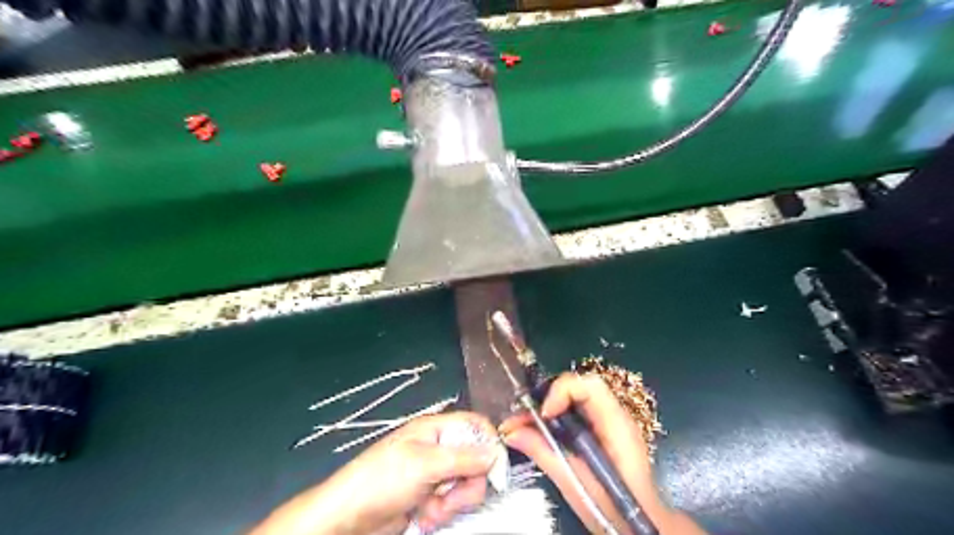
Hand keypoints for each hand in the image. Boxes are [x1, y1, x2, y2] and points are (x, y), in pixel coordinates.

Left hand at [253, 411, 499, 534]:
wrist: (349, 519)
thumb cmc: (382, 480)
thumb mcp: (424, 464)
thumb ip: (463, 458)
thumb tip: (496, 452)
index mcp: (436, 429)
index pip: (475, 426)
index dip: (490, 443)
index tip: (495, 470)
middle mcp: (439, 448)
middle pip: (477, 460)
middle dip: (468, 483)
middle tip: (450, 496)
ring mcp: (436, 474)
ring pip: (467, 484)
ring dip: (454, 502)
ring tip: (431, 509)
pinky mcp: (431, 496)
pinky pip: (453, 502)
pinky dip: (442, 512)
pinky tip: (424, 516)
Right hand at [501, 373, 706, 533]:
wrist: (639, 524)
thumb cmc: (612, 507)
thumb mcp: (573, 482)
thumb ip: (543, 451)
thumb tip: (511, 432)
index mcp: (615, 423)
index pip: (589, 385)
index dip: (561, 391)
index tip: (543, 414)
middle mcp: (614, 414)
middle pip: (577, 387)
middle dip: (546, 397)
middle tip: (521, 417)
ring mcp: (608, 421)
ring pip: (572, 398)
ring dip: (546, 407)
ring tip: (520, 424)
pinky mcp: (601, 430)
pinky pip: (574, 413)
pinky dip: (553, 419)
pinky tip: (535, 432)